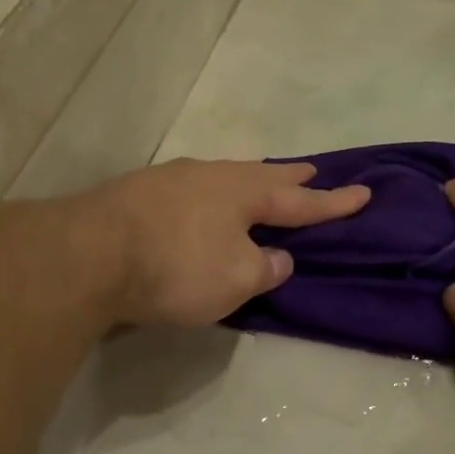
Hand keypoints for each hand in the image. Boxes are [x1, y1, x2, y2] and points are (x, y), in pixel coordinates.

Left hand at [80, 159, 369, 327]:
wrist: (90, 256)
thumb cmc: (177, 267)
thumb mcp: (236, 278)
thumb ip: (265, 268)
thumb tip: (278, 258)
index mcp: (243, 193)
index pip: (299, 202)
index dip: (333, 203)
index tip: (364, 193)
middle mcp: (209, 176)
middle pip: (260, 176)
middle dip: (289, 180)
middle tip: (312, 174)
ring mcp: (169, 181)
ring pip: (221, 179)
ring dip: (246, 184)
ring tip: (258, 186)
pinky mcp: (135, 195)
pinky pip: (191, 192)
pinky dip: (210, 198)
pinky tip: (202, 205)